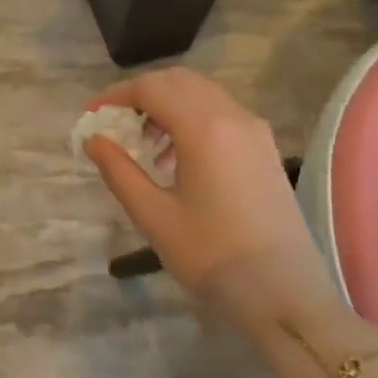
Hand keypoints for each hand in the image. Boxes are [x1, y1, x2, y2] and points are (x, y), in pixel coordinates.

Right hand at [84, 68, 348, 334]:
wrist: (285, 296)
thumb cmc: (212, 256)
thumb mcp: (154, 216)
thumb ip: (119, 171)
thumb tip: (93, 139)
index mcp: (204, 128)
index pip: (151, 88)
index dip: (116, 95)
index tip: (92, 115)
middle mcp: (233, 117)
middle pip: (179, 82)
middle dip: (142, 94)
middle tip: (116, 122)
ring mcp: (255, 131)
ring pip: (202, 94)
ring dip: (168, 105)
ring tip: (145, 144)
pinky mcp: (266, 149)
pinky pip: (222, 114)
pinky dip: (192, 118)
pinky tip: (178, 158)